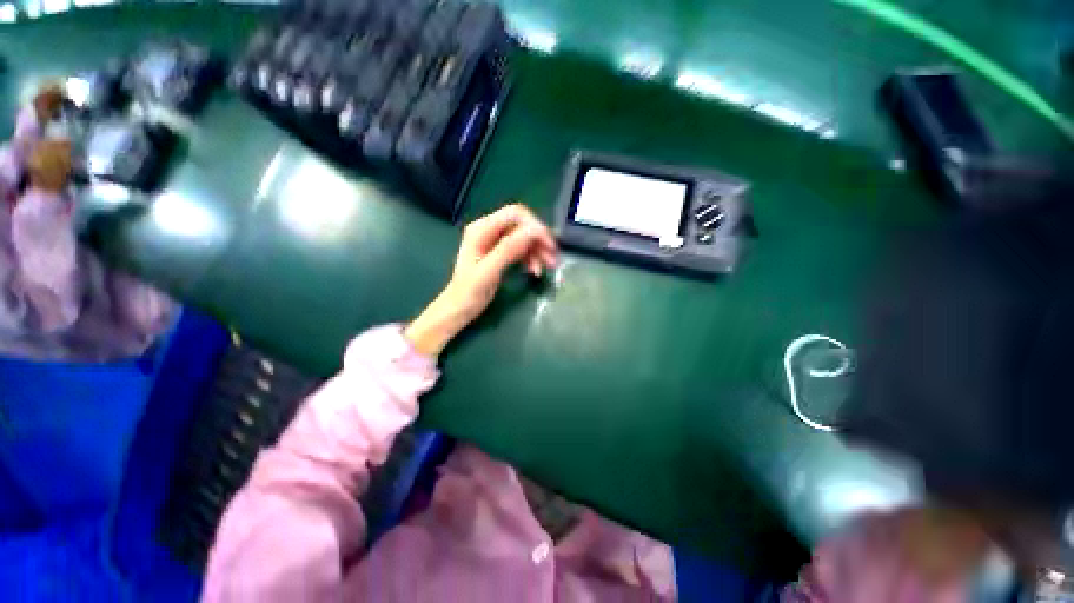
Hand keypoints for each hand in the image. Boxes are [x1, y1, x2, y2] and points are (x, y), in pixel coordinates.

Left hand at [405, 204, 557, 356]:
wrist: (458, 309)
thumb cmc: (468, 292)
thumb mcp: (488, 272)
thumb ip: (508, 250)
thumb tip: (533, 231)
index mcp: (481, 229)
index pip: (515, 214)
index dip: (535, 226)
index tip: (549, 246)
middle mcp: (488, 230)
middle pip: (522, 225)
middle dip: (539, 240)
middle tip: (553, 259)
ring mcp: (494, 241)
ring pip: (524, 237)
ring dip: (538, 250)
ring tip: (549, 267)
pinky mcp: (499, 252)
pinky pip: (521, 248)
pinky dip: (531, 257)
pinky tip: (535, 270)